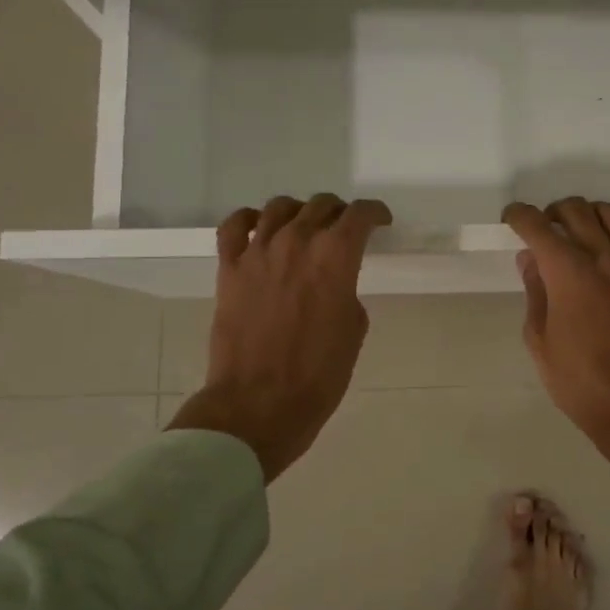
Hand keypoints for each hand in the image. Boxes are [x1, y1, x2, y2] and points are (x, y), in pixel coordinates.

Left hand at [169, 195, 391, 482]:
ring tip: (304, 226)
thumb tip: (332, 283)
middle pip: (321, 205)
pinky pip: (235, 226)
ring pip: (280, 207)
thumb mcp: (353, 330)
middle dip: (339, 213)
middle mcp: (297, 242)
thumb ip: (346, 292)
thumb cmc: (318, 374)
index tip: (380, 221)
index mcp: (335, 257)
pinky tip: (259, 227)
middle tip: (344, 229)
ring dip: (299, 212)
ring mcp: (258, 252)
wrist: (259, 404)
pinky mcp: (229, 268)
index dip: (375, 213)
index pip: (359, 215)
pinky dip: (250, 219)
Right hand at [504, 198, 609, 501]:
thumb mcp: (541, 342)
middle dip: (553, 212)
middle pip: (576, 211)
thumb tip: (531, 259)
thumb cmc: (581, 383)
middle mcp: (602, 259)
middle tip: (544, 230)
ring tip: (581, 226)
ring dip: (591, 211)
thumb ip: (536, 293)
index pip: (537, 226)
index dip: (519, 216)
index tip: (512, 219)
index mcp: (567, 274)